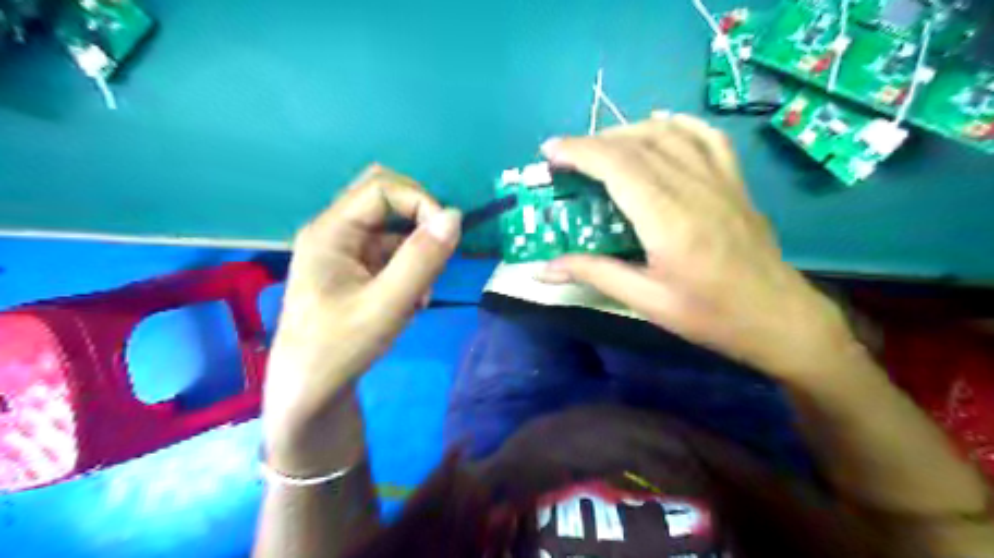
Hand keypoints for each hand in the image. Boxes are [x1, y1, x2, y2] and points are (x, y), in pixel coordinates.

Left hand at [265, 163, 462, 470]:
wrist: (310, 392)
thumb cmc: (339, 348)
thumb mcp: (387, 305)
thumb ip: (421, 260)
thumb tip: (454, 216)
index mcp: (331, 231)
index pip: (382, 188)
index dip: (420, 202)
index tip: (447, 237)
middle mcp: (335, 232)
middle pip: (384, 198)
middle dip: (419, 221)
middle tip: (435, 255)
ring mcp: (344, 251)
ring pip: (392, 228)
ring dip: (417, 252)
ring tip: (420, 295)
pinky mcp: (355, 270)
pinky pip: (391, 253)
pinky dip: (410, 270)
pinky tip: (411, 302)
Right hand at [541, 116, 858, 380]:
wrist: (777, 317)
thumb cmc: (709, 315)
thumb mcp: (647, 301)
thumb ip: (595, 274)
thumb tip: (543, 269)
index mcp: (669, 219)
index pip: (618, 166)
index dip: (580, 151)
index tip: (550, 152)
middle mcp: (693, 188)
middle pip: (637, 144)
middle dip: (593, 142)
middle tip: (564, 157)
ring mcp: (719, 179)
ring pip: (667, 134)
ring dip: (626, 131)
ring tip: (599, 147)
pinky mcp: (733, 181)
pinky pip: (705, 136)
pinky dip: (676, 124)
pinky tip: (657, 125)